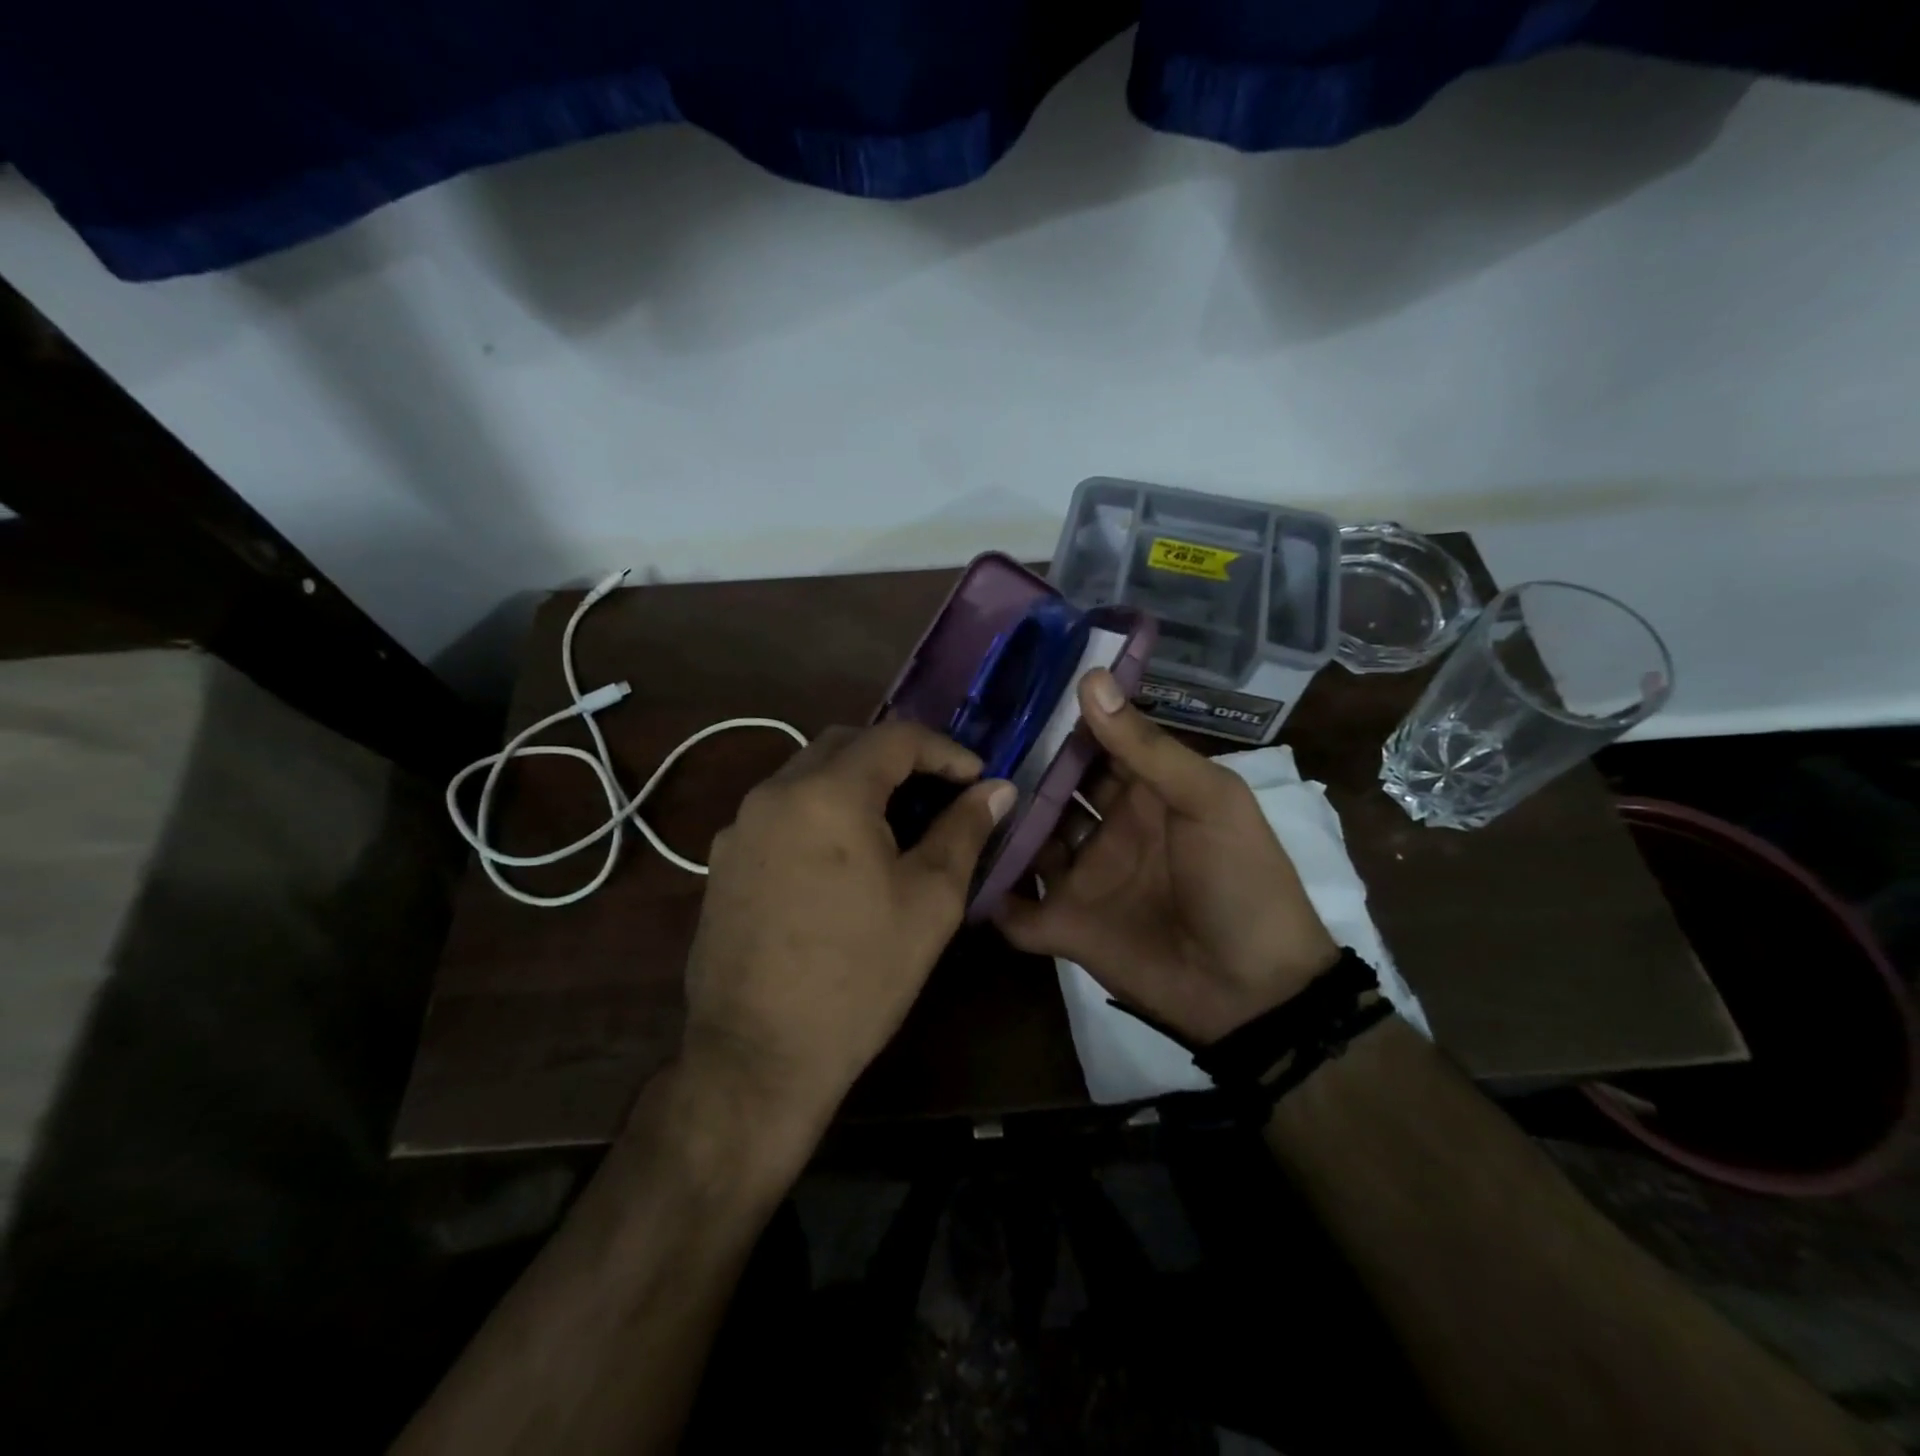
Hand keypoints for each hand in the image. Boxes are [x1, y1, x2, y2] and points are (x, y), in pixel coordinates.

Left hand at [678, 720, 1015, 1133]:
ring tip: (895, 824)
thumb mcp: (930, 901)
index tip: (977, 779)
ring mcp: (740, 826)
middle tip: (938, 793)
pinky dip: (821, 811)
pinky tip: (842, 858)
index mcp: (829, 793)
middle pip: (846, 744)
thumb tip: (997, 789)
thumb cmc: (860, 976)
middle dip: (898, 757)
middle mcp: (775, 792)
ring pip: (808, 774)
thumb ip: (964, 830)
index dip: (945, 750)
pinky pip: (781, 810)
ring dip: (857, 782)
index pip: (895, 737)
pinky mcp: (723, 860)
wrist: (759, 1056)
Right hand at [994, 670, 1338, 1043]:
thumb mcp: (1208, 801)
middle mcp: (1108, 829)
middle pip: (1051, 791)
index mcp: (1145, 793)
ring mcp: (1083, 878)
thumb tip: (1091, 679)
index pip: (1093, 746)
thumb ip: (1146, 747)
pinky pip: (1018, 908)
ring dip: (996, 826)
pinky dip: (993, 895)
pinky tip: (957, 870)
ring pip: (1027, 842)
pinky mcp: (1065, 925)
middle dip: (1015, 770)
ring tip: (948, 797)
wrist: (1255, 992)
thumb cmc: (1241, 881)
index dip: (1057, 722)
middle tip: (960, 743)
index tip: (1005, 692)